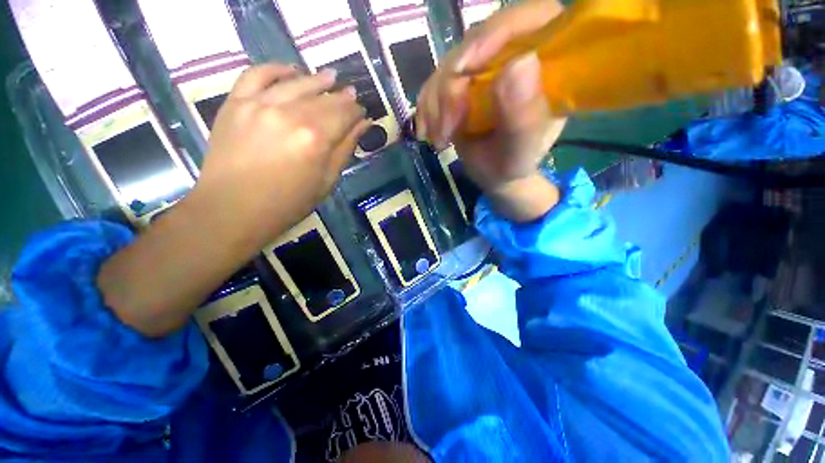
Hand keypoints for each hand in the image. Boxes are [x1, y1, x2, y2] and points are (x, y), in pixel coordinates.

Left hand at [194, 63, 369, 246]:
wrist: (233, 209)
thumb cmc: (288, 203)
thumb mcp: (326, 181)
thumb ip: (345, 149)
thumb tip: (363, 124)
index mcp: (316, 138)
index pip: (344, 114)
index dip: (356, 111)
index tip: (362, 111)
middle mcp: (290, 114)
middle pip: (324, 97)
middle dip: (341, 96)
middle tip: (351, 95)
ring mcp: (259, 104)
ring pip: (296, 81)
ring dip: (317, 79)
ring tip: (330, 78)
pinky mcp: (236, 102)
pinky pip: (257, 74)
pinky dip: (276, 69)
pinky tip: (291, 71)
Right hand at [416, 0, 566, 220]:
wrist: (494, 174)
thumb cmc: (512, 164)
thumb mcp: (520, 150)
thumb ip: (524, 116)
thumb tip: (518, 63)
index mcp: (546, 62)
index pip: (526, 21)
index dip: (492, 35)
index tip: (463, 69)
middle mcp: (515, 54)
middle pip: (477, 41)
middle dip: (452, 86)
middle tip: (446, 128)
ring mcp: (486, 65)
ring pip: (449, 63)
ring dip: (435, 103)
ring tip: (439, 139)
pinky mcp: (463, 79)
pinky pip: (435, 81)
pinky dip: (427, 108)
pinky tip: (430, 132)